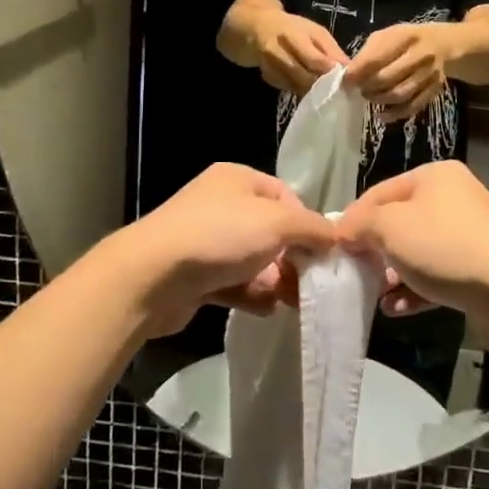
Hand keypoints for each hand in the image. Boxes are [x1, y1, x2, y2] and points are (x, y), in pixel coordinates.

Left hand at [110, 164, 336, 336]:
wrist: (153, 276)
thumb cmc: (220, 236)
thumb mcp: (277, 223)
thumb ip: (312, 228)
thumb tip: (335, 238)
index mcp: (238, 178)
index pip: (285, 196)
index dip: (306, 223)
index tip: (322, 253)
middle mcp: (221, 203)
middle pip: (270, 231)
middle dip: (292, 258)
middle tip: (310, 284)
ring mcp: (205, 239)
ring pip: (253, 260)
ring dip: (274, 280)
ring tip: (290, 301)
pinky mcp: (195, 274)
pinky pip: (233, 283)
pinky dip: (251, 295)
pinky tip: (265, 309)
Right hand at [253, 11, 348, 93]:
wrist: (259, 28)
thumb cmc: (293, 28)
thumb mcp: (315, 31)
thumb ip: (331, 50)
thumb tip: (348, 68)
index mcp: (291, 36)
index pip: (313, 60)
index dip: (330, 72)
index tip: (344, 79)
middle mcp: (276, 52)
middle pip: (304, 77)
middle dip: (323, 85)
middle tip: (337, 89)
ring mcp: (270, 67)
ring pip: (297, 87)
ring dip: (313, 90)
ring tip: (325, 89)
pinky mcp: (268, 78)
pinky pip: (289, 89)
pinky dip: (301, 89)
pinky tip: (308, 85)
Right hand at [336, 161, 488, 353]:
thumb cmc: (442, 247)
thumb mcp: (389, 227)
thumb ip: (359, 225)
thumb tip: (345, 232)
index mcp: (433, 176)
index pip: (378, 192)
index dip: (353, 219)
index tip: (335, 248)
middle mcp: (453, 197)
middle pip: (398, 221)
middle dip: (374, 249)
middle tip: (354, 272)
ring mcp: (468, 233)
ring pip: (416, 251)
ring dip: (392, 272)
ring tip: (374, 293)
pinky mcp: (478, 267)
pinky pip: (435, 274)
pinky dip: (414, 288)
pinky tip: (395, 308)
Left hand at [344, 22, 454, 118]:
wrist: (442, 44)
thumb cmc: (405, 40)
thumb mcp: (386, 36)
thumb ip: (368, 53)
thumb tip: (351, 75)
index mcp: (404, 37)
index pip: (376, 59)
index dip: (357, 73)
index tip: (346, 81)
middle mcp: (421, 55)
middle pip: (387, 78)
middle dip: (367, 87)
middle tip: (358, 89)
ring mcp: (430, 74)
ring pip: (400, 94)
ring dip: (379, 100)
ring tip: (369, 96)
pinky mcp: (435, 89)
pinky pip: (413, 106)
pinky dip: (395, 114)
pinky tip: (382, 114)